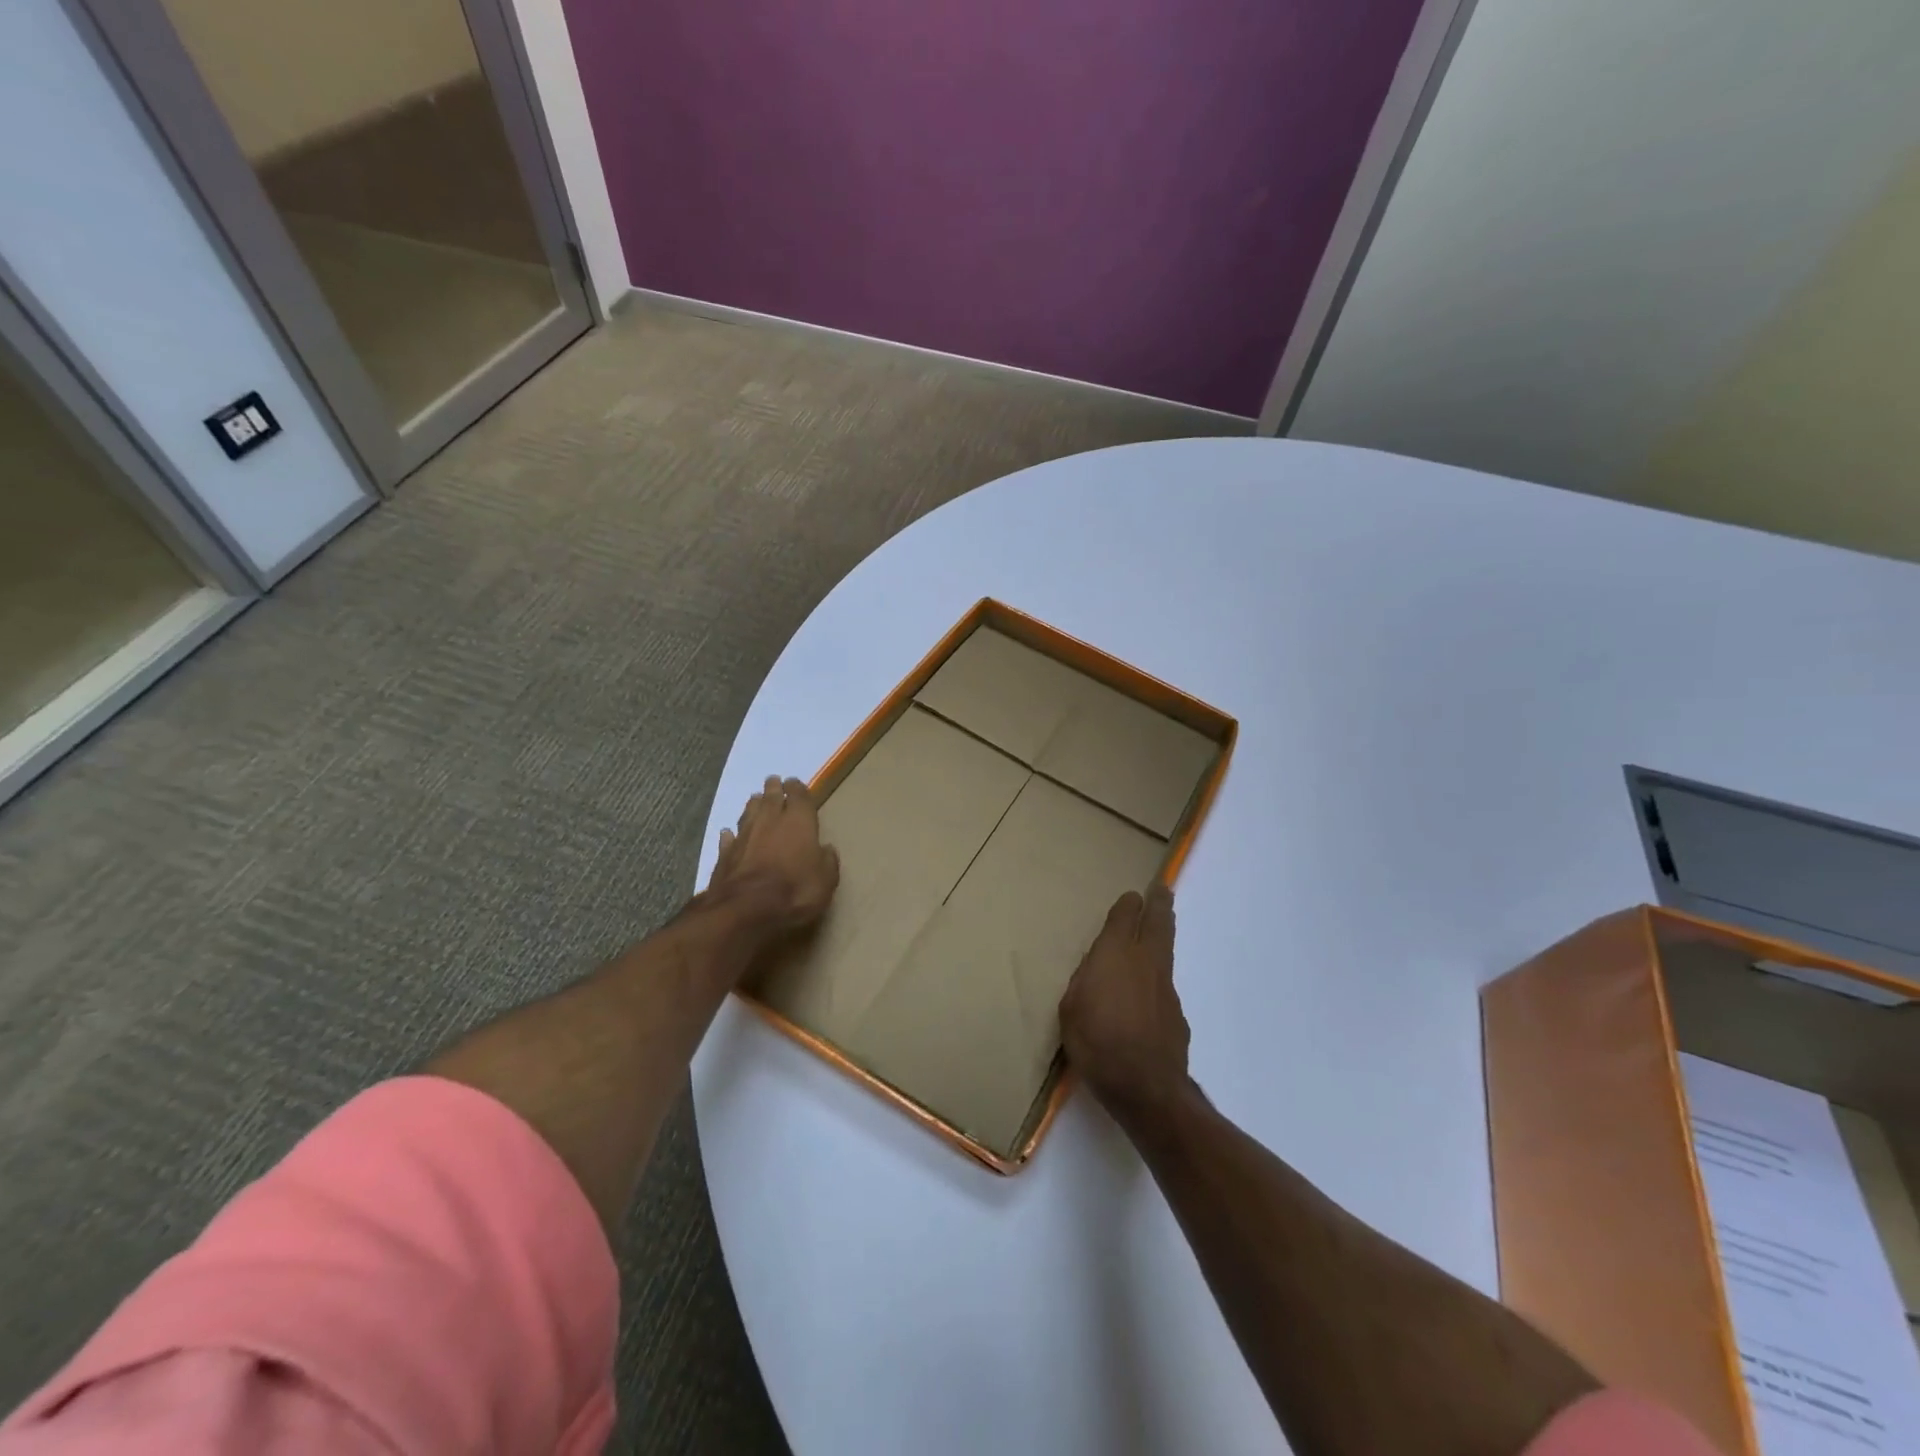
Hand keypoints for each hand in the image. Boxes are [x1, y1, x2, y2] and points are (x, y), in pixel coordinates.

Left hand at [708, 776, 840, 930]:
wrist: (746, 909)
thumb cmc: (795, 891)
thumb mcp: (826, 880)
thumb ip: (827, 861)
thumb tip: (826, 849)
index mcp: (799, 822)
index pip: (799, 796)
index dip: (798, 788)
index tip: (795, 782)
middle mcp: (770, 821)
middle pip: (771, 798)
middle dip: (773, 789)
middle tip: (773, 781)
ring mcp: (745, 836)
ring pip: (749, 813)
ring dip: (754, 805)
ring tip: (755, 799)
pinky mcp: (725, 854)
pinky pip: (729, 838)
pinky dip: (731, 834)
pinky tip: (729, 833)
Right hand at [1058, 885, 1189, 1125]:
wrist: (1145, 1086)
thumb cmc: (1096, 1042)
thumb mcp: (1071, 1009)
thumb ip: (1084, 982)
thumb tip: (1096, 971)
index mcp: (1114, 955)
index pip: (1124, 917)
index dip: (1128, 904)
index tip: (1133, 895)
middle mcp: (1145, 962)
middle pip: (1157, 923)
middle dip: (1159, 903)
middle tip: (1163, 888)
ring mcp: (1165, 988)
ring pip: (1166, 951)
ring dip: (1164, 933)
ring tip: (1162, 925)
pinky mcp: (1176, 1014)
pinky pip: (1165, 985)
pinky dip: (1158, 979)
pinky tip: (1150, 993)